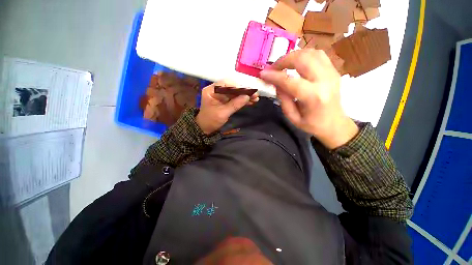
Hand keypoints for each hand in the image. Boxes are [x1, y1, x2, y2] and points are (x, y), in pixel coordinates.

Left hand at [196, 80, 258, 134]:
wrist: (205, 129)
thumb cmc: (211, 121)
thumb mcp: (222, 113)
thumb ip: (235, 104)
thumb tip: (247, 97)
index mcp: (211, 90)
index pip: (226, 83)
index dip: (238, 86)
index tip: (248, 91)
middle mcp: (216, 90)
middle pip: (232, 87)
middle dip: (244, 91)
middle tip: (255, 95)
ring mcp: (221, 95)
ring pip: (235, 93)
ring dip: (245, 96)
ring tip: (255, 99)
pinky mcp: (225, 101)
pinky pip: (235, 98)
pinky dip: (242, 100)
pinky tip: (250, 102)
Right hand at [259, 49, 357, 148]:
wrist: (335, 124)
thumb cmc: (312, 124)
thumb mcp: (292, 117)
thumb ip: (283, 99)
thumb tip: (276, 83)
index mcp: (313, 97)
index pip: (289, 80)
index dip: (273, 76)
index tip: (262, 74)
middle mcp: (324, 81)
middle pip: (302, 59)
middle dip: (283, 60)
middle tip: (273, 68)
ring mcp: (331, 73)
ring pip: (310, 52)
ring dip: (293, 56)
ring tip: (283, 65)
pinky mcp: (333, 70)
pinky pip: (317, 54)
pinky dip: (303, 55)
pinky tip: (296, 63)